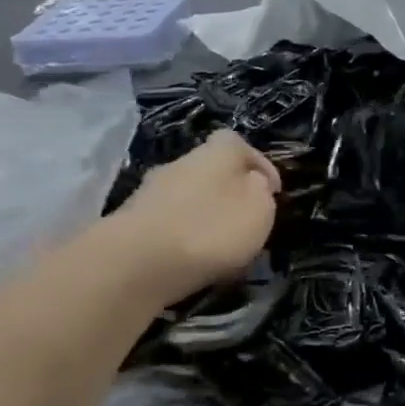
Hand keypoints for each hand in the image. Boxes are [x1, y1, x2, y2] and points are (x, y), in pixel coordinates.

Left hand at [107, 130, 279, 303]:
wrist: (137, 262)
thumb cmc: (210, 231)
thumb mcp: (258, 211)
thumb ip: (261, 192)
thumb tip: (255, 183)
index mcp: (215, 153)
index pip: (238, 143)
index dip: (259, 164)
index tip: (273, 191)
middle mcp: (180, 162)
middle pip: (210, 169)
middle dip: (229, 192)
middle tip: (245, 221)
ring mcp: (151, 190)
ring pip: (187, 195)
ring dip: (204, 214)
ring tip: (219, 246)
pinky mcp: (132, 220)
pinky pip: (168, 221)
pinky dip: (183, 234)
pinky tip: (190, 258)